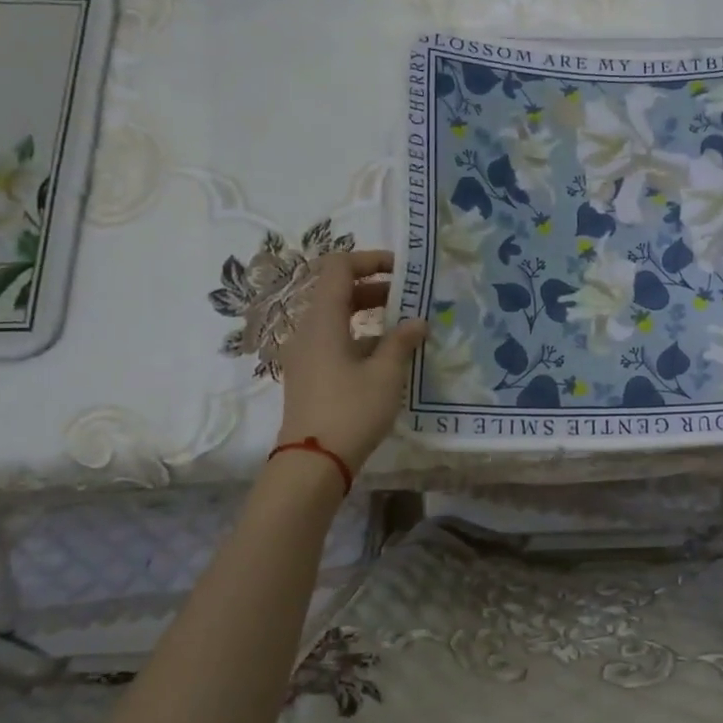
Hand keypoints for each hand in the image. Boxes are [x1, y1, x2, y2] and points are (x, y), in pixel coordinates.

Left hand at [276, 249, 427, 471]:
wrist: (313, 463)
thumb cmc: (351, 410)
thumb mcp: (386, 374)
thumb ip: (402, 341)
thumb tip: (417, 322)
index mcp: (323, 320)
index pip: (339, 267)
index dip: (370, 260)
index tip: (402, 271)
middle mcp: (308, 330)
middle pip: (337, 291)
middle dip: (375, 288)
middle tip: (410, 300)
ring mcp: (305, 354)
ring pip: (337, 318)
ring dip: (369, 315)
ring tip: (404, 330)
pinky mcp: (308, 375)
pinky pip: (333, 341)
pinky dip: (359, 338)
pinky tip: (387, 359)